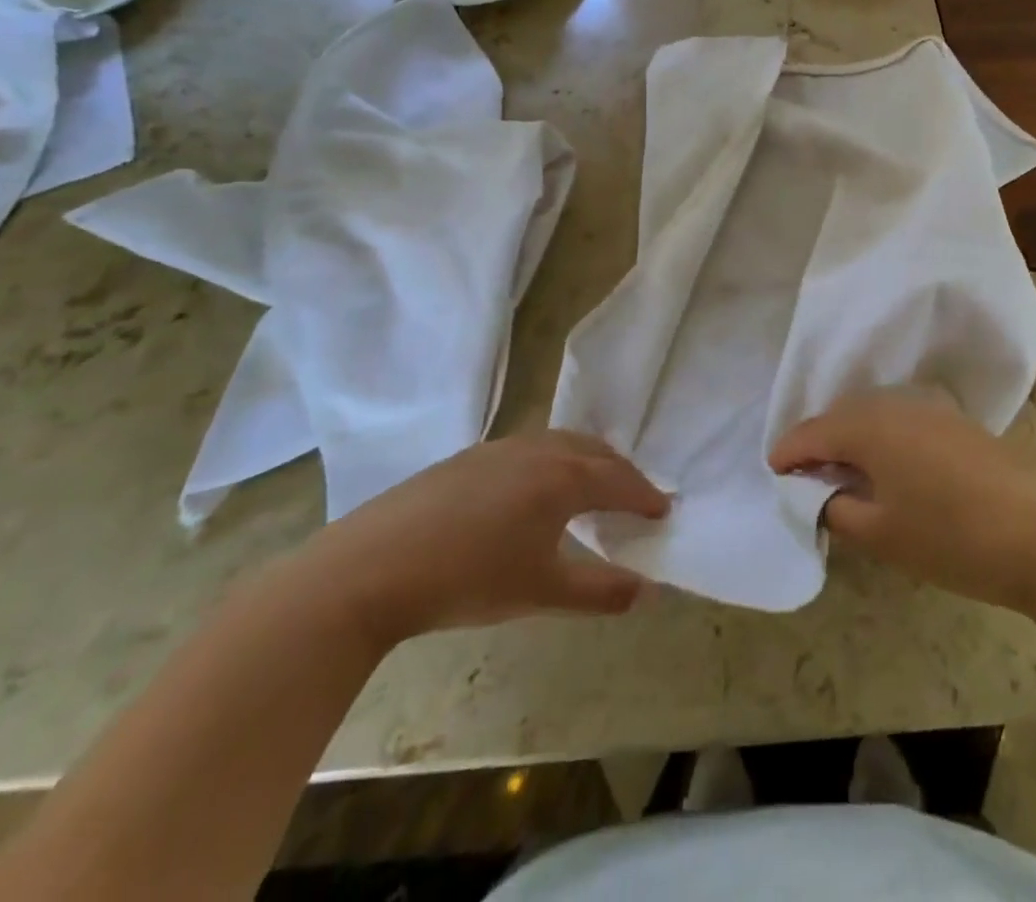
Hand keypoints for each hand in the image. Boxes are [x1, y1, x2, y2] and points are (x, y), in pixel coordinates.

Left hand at [299, 431, 667, 646]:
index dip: (644, 495)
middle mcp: (537, 450)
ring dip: (585, 461)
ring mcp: (499, 448)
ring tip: (589, 488)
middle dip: (619, 471)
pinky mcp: (467, 457)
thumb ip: (600, 590)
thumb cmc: (468, 579)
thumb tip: (649, 592)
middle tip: (634, 496)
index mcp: (562, 477)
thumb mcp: (541, 591)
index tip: (663, 510)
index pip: (618, 480)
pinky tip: (532, 491)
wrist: (372, 566)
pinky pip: (528, 449)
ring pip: (558, 444)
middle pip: (593, 451)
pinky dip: (551, 461)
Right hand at [769, 388, 1035, 615]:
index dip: (789, 452)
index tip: (773, 470)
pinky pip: (902, 417)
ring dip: (852, 436)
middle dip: (819, 441)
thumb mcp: (881, 535)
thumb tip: (820, 494)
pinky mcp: (957, 421)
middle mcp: (897, 404)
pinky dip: (883, 435)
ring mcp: (931, 408)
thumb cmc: (950, 539)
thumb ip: (836, 509)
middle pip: (842, 415)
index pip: (814, 432)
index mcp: (871, 427)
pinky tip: (888, 464)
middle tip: (805, 474)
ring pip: (874, 413)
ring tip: (843, 470)